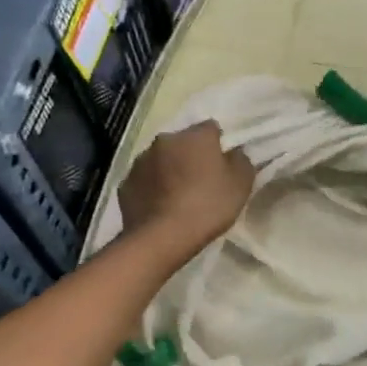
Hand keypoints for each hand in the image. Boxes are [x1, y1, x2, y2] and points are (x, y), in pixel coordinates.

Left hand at [118, 121, 255, 257]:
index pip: (211, 128)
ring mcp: (141, 161)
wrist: (162, 237)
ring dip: (170, 170)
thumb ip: (241, 161)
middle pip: (182, 142)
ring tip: (178, 196)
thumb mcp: (241, 184)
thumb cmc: (208, 206)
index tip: (223, 164)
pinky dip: (152, 188)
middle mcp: (165, 140)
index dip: (218, 145)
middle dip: (191, 156)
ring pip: (161, 160)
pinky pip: (144, 180)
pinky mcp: (125, 183)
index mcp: (195, 136)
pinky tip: (161, 207)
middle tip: (201, 180)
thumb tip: (234, 152)